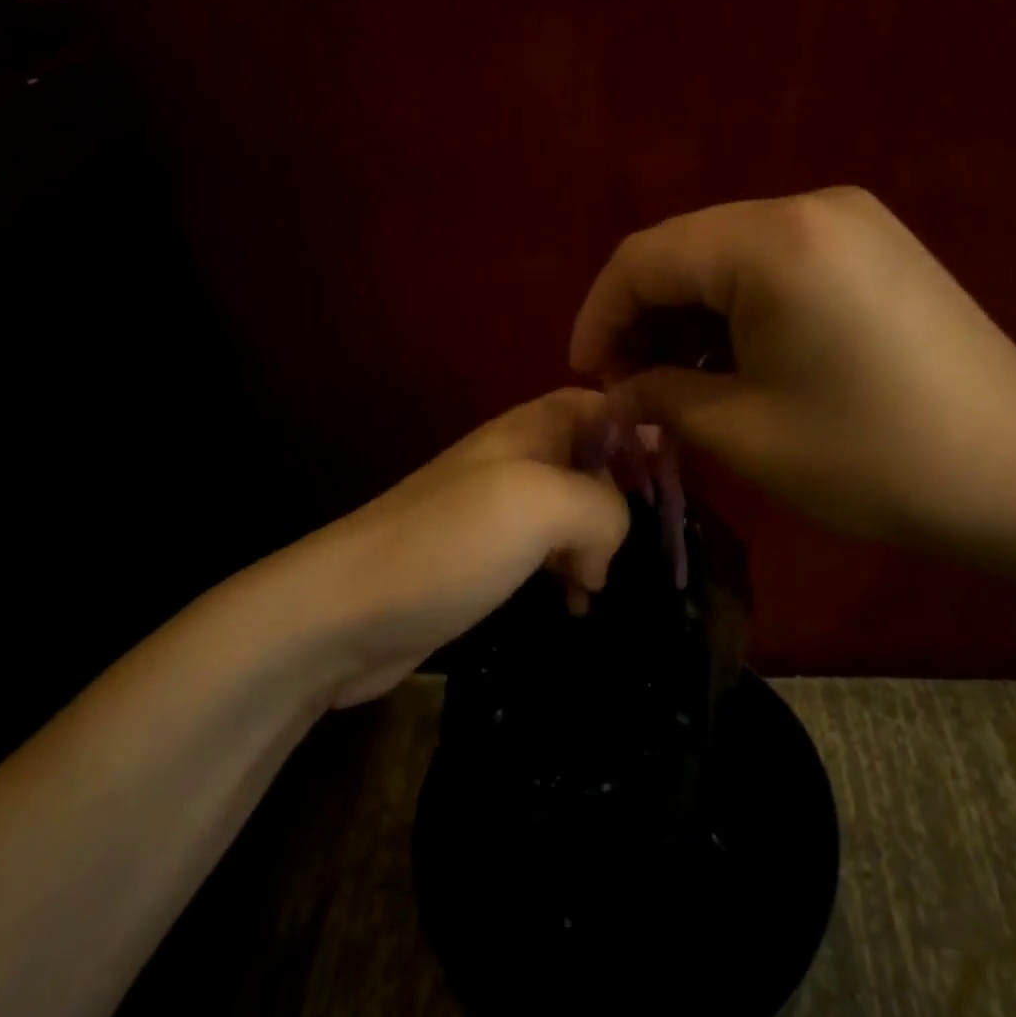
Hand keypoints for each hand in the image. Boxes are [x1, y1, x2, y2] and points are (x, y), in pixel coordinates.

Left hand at [301, 389, 631, 706]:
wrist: (345, 612)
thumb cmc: (449, 543)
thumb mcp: (542, 504)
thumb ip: (603, 506)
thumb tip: (609, 542)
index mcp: (528, 431)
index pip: (596, 404)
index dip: (637, 427)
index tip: (671, 472)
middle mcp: (514, 463)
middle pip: (590, 460)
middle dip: (620, 498)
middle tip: (632, 544)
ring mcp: (496, 514)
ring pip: (571, 513)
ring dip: (597, 543)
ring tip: (598, 584)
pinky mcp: (483, 561)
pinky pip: (545, 555)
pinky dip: (569, 573)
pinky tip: (574, 604)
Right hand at [570, 187, 1015, 556]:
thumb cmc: (875, 460)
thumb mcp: (746, 434)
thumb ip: (659, 398)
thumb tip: (614, 392)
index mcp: (773, 241)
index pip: (645, 258)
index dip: (600, 317)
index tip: (587, 380)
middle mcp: (810, 207)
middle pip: (687, 252)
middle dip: (645, 320)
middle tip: (632, 391)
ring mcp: (853, 223)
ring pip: (731, 261)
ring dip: (692, 320)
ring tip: (680, 388)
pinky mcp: (878, 249)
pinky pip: (779, 269)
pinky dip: (740, 313)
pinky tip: (737, 365)